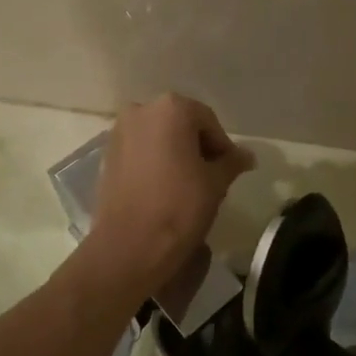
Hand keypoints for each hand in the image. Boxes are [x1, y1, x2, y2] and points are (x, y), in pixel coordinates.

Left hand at [83, 94, 254, 302]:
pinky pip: (140, 152)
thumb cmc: (180, 206)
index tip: (231, 171)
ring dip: (177, 154)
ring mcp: (119, 133)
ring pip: (159, 137)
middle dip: (198, 147)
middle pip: (181, 125)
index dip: (223, 146)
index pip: (208, 122)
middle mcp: (141, 111)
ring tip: (190, 185)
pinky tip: (166, 188)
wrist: (130, 246)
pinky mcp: (107, 156)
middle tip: (213, 176)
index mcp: (171, 109)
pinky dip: (156, 162)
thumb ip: (232, 162)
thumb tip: (248, 156)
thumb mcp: (216, 182)